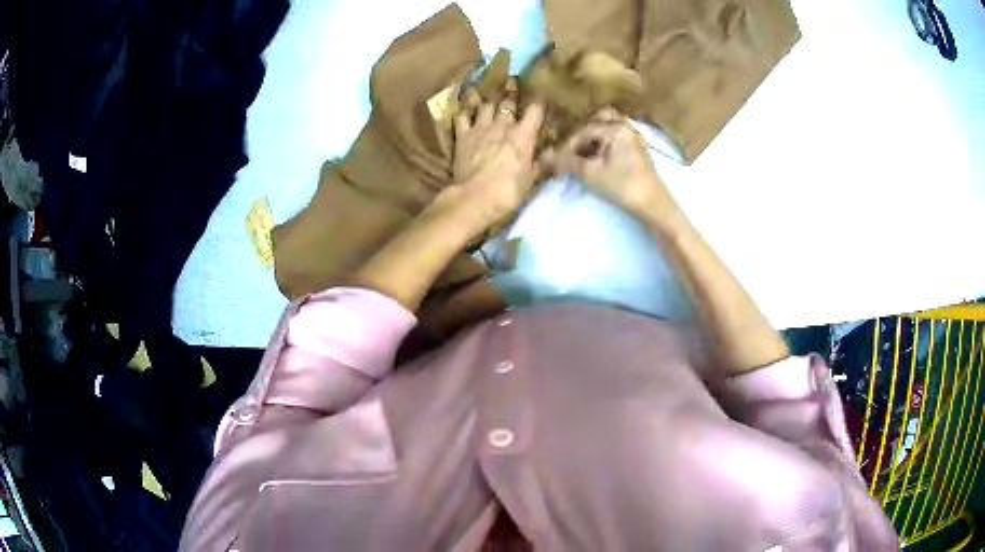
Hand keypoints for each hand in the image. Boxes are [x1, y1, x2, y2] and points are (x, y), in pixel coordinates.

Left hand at [451, 85, 544, 228]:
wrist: (474, 197)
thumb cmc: (508, 191)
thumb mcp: (531, 180)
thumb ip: (543, 163)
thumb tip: (556, 153)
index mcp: (523, 135)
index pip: (534, 111)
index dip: (538, 102)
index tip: (540, 95)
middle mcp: (503, 125)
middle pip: (508, 102)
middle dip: (511, 91)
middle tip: (512, 79)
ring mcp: (480, 128)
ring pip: (485, 105)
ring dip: (488, 98)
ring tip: (488, 89)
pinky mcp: (463, 135)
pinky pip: (462, 116)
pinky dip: (464, 109)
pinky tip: (464, 104)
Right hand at [550, 108, 674, 219]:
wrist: (654, 206)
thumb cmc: (623, 186)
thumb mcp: (591, 174)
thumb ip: (567, 162)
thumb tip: (544, 156)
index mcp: (616, 128)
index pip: (584, 130)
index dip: (567, 144)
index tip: (556, 159)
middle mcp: (626, 127)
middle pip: (599, 119)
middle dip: (582, 132)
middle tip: (571, 149)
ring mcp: (634, 138)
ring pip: (610, 127)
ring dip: (594, 136)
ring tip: (583, 153)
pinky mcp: (638, 150)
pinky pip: (617, 136)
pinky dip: (605, 142)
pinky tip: (598, 157)